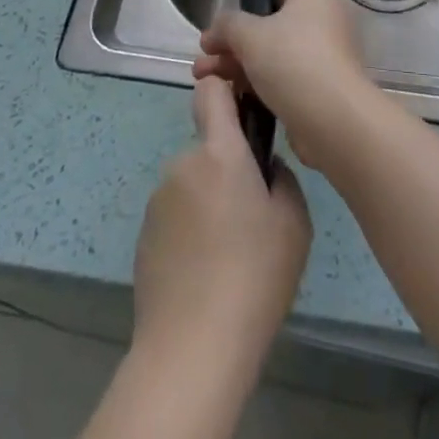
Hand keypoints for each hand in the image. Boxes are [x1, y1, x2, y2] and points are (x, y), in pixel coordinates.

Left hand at [131, 77, 311, 373]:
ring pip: (193, 185)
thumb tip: (265, 171)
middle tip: (252, 217)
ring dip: (209, 203)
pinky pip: (175, 217)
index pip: (212, 91)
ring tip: (229, 256)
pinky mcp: (144, 236)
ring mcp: (158, 201)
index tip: (245, 111)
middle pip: (209, 148)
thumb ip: (282, 178)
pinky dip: (190, 232)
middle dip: (227, 170)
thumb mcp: (295, 222)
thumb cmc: (254, 275)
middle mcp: (183, 164)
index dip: (227, 90)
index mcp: (219, 151)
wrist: (192, 349)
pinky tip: (205, 274)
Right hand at [193, 0, 383, 175]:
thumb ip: (227, 25)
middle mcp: (324, 17)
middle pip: (269, 27)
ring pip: (274, 55)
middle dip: (231, 45)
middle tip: (202, 62)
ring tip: (203, 81)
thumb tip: (215, 30)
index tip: (218, 33)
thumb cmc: (292, 61)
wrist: (334, 119)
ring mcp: (326, 53)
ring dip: (238, 66)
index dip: (243, 11)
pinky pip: (286, 78)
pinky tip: (230, 97)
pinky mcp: (324, 86)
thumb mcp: (249, 35)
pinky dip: (260, 85)